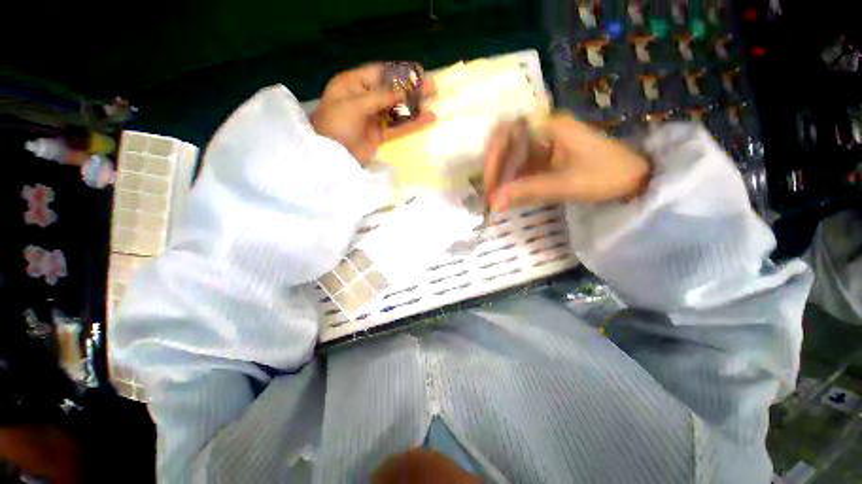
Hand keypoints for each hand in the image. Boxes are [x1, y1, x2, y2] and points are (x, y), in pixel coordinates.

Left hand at [311, 63, 435, 163]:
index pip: (380, 73)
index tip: (418, 71)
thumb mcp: (355, 105)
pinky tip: (426, 118)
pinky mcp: (380, 134)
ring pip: (397, 109)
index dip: (399, 72)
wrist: (331, 155)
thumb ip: (380, 97)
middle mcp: (365, 98)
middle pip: (391, 91)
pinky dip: (411, 123)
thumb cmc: (336, 124)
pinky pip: (398, 126)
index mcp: (353, 84)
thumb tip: (403, 91)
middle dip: (410, 88)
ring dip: (414, 105)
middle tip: (431, 86)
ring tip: (433, 99)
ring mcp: (373, 117)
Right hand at [483, 114, 649, 210]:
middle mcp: (544, 128)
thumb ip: (527, 191)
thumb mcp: (565, 184)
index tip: (490, 182)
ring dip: (501, 175)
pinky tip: (510, 194)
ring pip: (511, 153)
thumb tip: (494, 203)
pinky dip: (512, 179)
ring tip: (497, 197)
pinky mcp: (547, 155)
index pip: (507, 132)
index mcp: (550, 126)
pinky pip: (521, 164)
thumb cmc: (606, 175)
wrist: (637, 178)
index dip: (493, 156)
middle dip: (494, 167)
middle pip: (505, 141)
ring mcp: (545, 141)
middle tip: (490, 192)